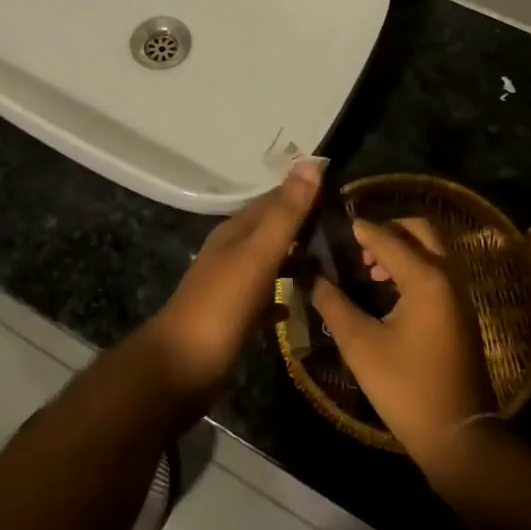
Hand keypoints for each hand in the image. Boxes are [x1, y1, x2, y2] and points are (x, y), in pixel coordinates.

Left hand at [146, 157, 323, 403]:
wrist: (181, 367)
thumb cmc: (222, 305)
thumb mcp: (258, 254)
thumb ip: (286, 213)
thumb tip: (311, 162)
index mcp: (236, 231)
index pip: (275, 200)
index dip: (305, 193)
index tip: (343, 192)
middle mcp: (232, 251)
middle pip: (273, 230)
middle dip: (306, 226)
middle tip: (349, 230)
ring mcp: (231, 285)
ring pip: (271, 262)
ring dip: (298, 259)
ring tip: (336, 262)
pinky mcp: (235, 317)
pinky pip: (267, 297)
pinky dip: (286, 295)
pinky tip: (305, 303)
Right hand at [312, 217, 495, 468]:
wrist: (458, 436)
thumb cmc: (406, 388)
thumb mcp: (360, 345)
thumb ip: (333, 304)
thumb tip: (311, 276)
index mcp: (426, 278)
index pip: (388, 238)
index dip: (361, 231)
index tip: (336, 226)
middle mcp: (448, 276)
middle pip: (420, 230)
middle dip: (389, 230)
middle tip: (359, 248)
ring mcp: (459, 294)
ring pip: (431, 249)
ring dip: (402, 248)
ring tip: (370, 271)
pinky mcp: (460, 312)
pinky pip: (437, 270)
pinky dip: (414, 265)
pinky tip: (388, 291)